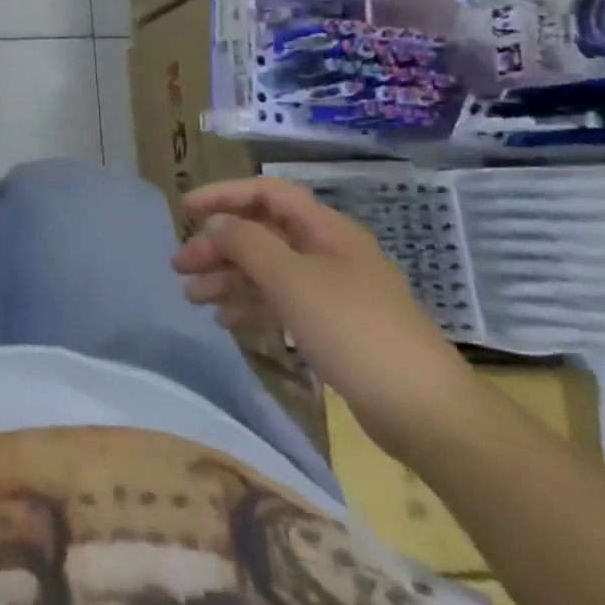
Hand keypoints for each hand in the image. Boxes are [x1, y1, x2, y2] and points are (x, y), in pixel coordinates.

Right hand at [173, 177, 477, 459]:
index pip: (266, 193)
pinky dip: (251, 305)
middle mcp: (327, 252)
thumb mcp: (291, 281)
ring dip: (228, 277)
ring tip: (192, 297)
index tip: (184, 209)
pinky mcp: (333, 326)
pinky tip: (226, 320)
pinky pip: (281, 301)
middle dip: (218, 246)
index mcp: (325, 229)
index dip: (223, 195)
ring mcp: (332, 290)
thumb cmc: (354, 331)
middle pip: (262, 233)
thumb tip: (216, 224)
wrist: (425, 411)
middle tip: (179, 266)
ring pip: (268, 269)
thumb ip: (246, 244)